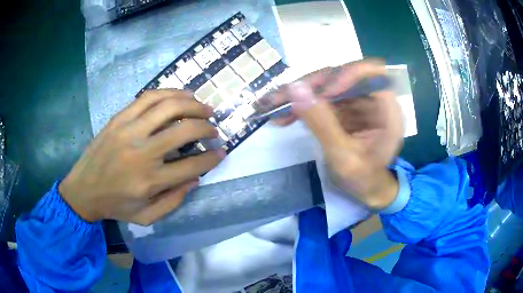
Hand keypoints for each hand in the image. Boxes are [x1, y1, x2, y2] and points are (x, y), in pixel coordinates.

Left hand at [59, 90, 223, 224]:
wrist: (82, 190)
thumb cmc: (115, 206)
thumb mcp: (146, 218)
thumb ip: (173, 201)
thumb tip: (195, 178)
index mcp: (149, 181)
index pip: (191, 165)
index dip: (211, 157)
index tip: (221, 152)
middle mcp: (142, 152)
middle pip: (184, 130)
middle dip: (206, 127)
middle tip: (214, 128)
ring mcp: (128, 130)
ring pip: (168, 106)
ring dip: (192, 104)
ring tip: (203, 107)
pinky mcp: (119, 118)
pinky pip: (148, 97)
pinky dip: (169, 93)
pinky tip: (180, 96)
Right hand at [273, 60, 403, 208]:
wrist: (364, 189)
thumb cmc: (363, 179)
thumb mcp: (343, 157)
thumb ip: (321, 123)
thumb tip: (295, 88)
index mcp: (388, 112)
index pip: (373, 74)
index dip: (347, 74)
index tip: (322, 92)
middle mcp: (374, 100)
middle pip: (344, 75)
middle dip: (312, 85)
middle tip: (282, 97)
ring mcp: (358, 102)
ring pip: (328, 84)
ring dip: (300, 94)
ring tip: (274, 106)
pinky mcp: (344, 107)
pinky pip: (321, 98)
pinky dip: (302, 104)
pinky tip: (282, 115)